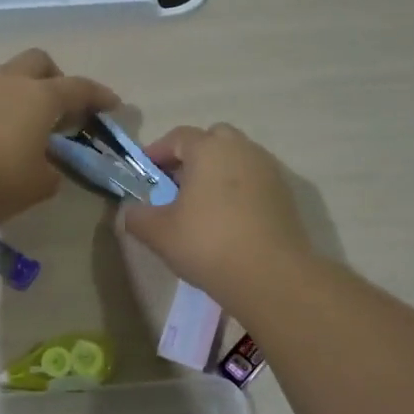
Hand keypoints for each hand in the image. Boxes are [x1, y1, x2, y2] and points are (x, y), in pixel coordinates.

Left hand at [0, 49, 118, 222]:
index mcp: (41, 97)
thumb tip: (47, 170)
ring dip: (22, 92)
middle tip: (61, 105)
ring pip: (8, 75)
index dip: (99, 96)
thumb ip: (51, 174)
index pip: (79, 88)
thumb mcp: (38, 185)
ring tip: (25, 123)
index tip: (112, 104)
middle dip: (55, 77)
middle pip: (39, 62)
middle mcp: (11, 82)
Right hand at [122, 123, 310, 304]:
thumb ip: (137, 217)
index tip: (145, 173)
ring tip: (201, 206)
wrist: (271, 276)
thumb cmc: (208, 244)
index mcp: (209, 149)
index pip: (178, 137)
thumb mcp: (158, 234)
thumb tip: (128, 213)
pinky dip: (238, 191)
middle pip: (213, 140)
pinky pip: (254, 182)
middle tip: (175, 185)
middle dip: (192, 156)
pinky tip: (227, 221)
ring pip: (237, 160)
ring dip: (217, 174)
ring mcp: (269, 171)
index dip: (157, 152)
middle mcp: (242, 150)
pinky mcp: (285, 195)